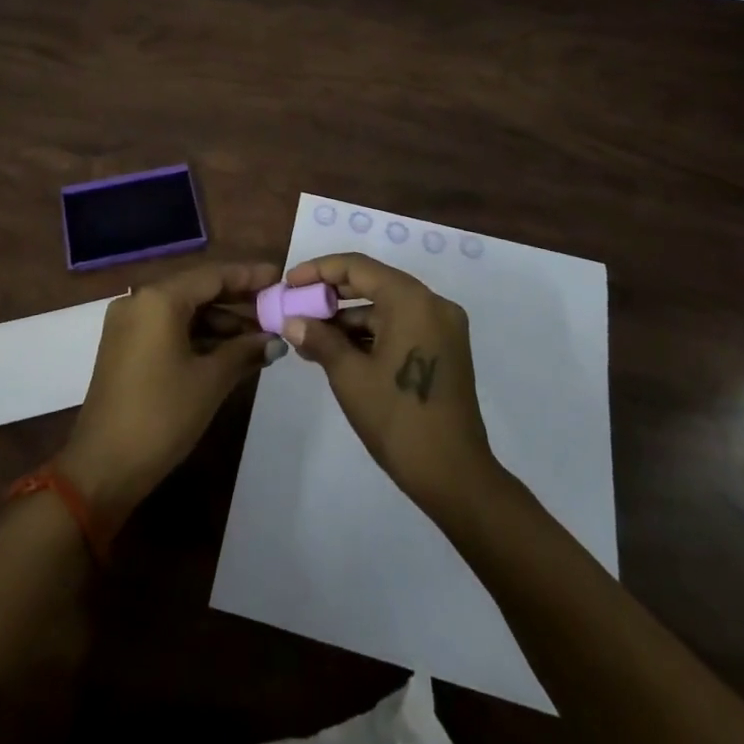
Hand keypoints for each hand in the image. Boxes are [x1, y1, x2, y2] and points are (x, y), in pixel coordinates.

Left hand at [57, 261, 279, 526]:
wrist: (102, 469)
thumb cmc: (161, 416)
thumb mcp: (210, 381)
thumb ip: (245, 351)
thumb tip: (275, 340)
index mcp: (159, 299)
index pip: (213, 275)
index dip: (249, 276)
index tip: (279, 277)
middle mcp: (140, 301)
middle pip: (197, 290)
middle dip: (237, 301)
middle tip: (274, 308)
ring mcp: (128, 324)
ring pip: (184, 311)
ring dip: (220, 323)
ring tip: (259, 337)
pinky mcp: (124, 347)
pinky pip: (168, 329)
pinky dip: (198, 337)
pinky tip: (228, 352)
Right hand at [281, 253, 498, 519]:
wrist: (454, 476)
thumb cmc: (398, 419)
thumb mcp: (349, 376)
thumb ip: (319, 339)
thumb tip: (292, 321)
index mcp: (411, 300)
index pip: (357, 267)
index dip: (319, 271)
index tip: (289, 283)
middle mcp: (432, 303)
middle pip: (373, 282)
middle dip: (332, 294)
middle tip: (297, 306)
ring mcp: (443, 327)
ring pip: (386, 307)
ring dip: (349, 317)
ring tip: (310, 335)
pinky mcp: (445, 349)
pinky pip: (401, 325)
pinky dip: (371, 333)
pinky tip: (339, 350)